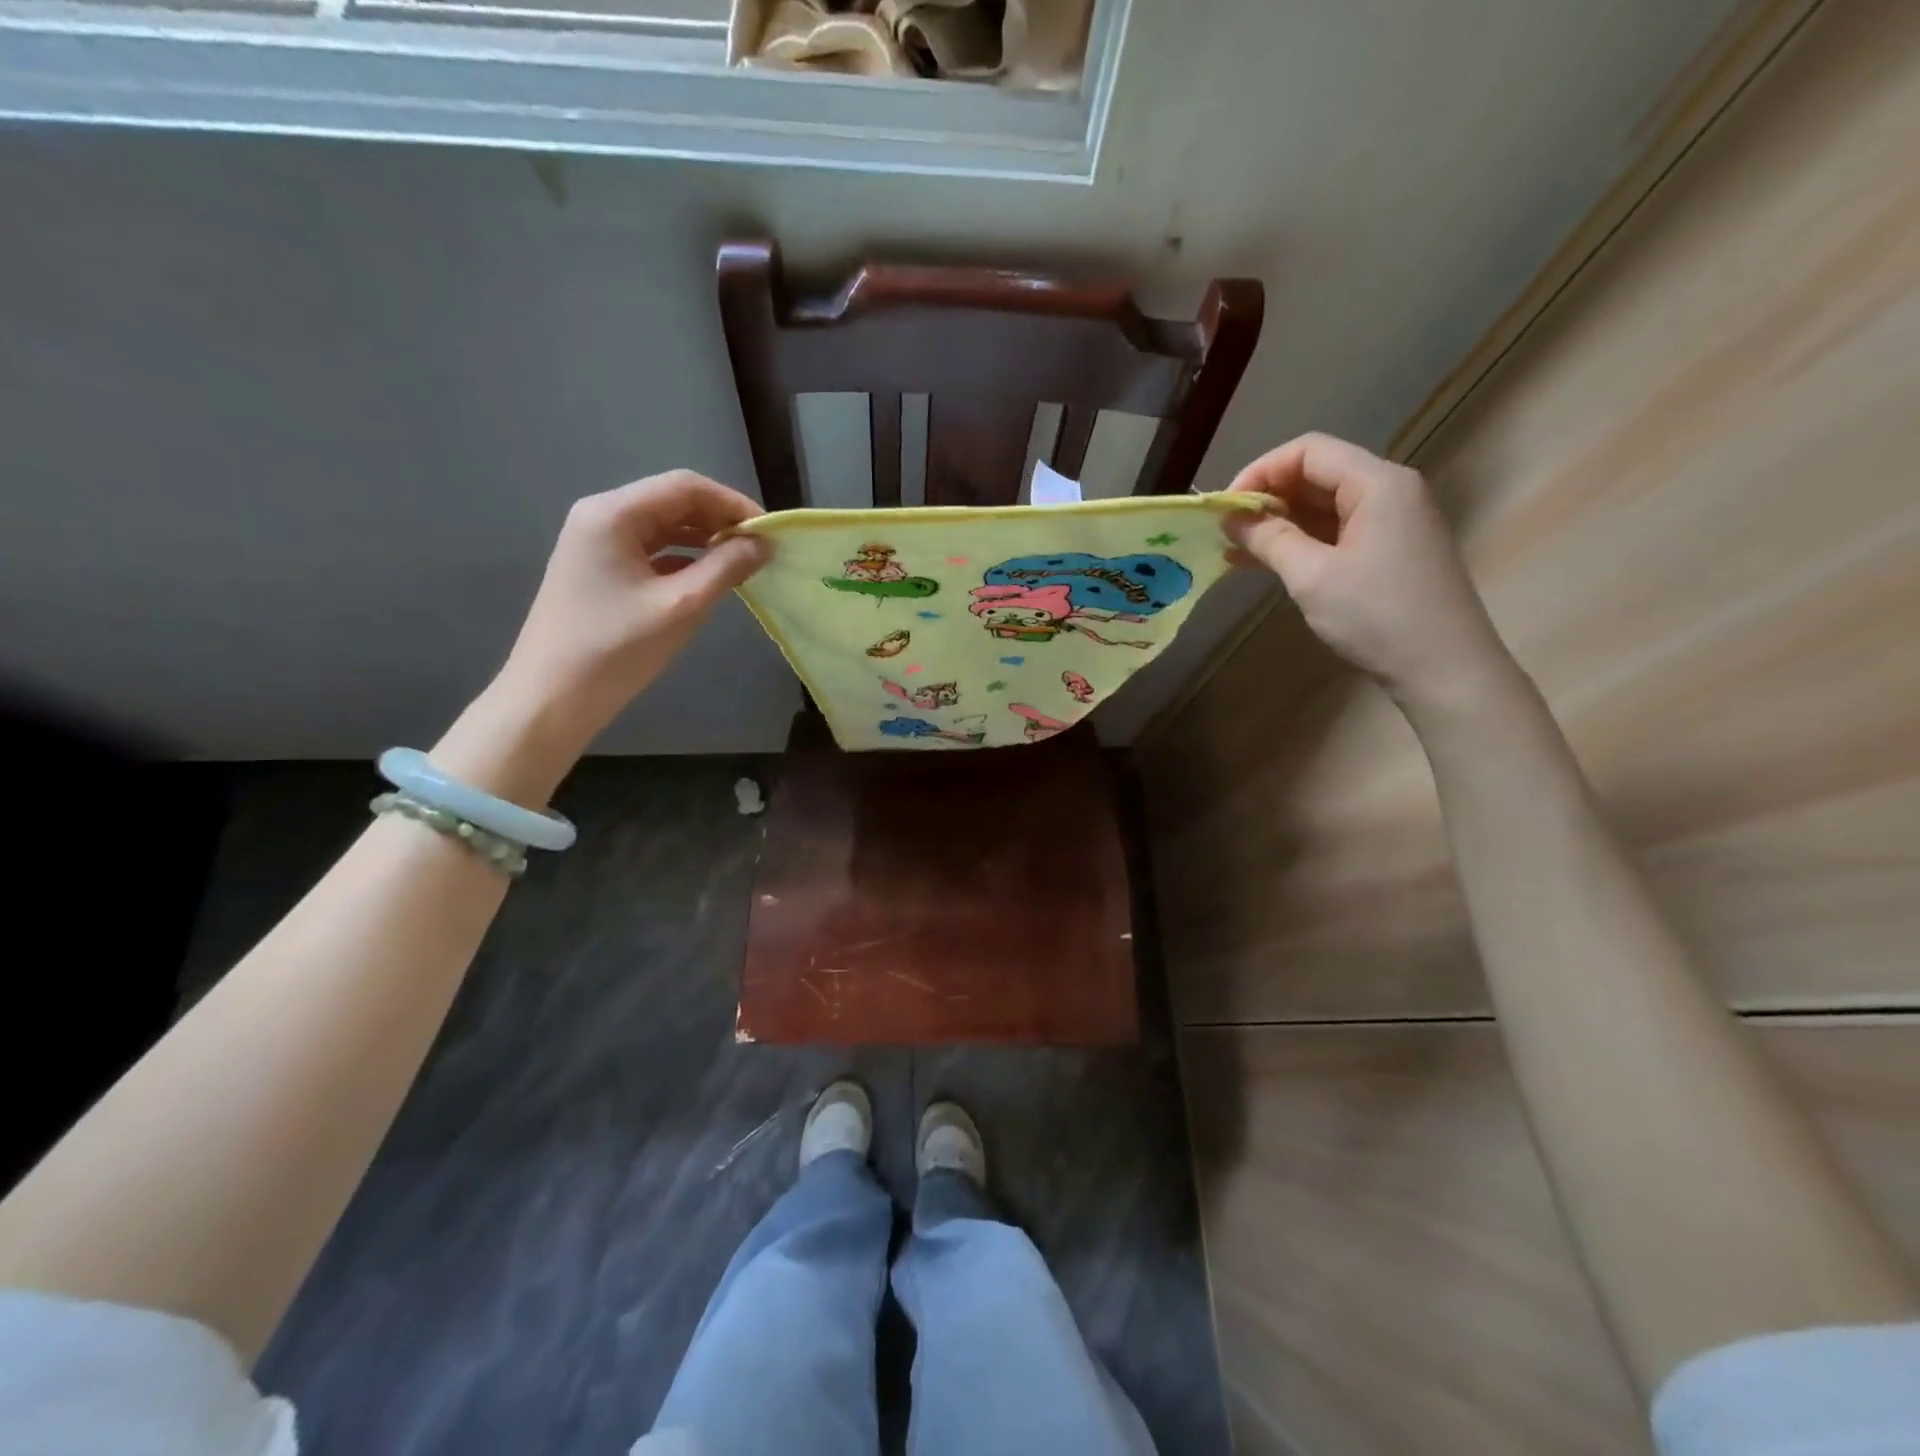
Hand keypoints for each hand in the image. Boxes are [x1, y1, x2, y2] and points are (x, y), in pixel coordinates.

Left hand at [434, 471, 769, 804]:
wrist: (551, 698)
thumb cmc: (616, 649)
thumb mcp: (681, 607)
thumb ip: (725, 568)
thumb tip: (762, 544)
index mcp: (613, 514)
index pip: (685, 487)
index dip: (732, 504)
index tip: (769, 532)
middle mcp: (600, 517)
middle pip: (672, 502)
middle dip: (719, 520)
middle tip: (759, 549)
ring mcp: (596, 544)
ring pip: (662, 527)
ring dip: (703, 539)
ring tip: (741, 563)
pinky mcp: (598, 570)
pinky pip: (650, 551)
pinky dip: (683, 558)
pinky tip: (707, 578)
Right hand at [1222, 433, 1515, 714]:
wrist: (1445, 669)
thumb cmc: (1377, 616)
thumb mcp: (1312, 576)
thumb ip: (1269, 539)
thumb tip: (1232, 519)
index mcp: (1378, 483)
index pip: (1308, 452)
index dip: (1260, 472)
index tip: (1225, 508)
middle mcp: (1390, 491)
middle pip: (1318, 474)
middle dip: (1267, 497)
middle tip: (1226, 530)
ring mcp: (1393, 522)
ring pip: (1325, 506)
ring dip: (1279, 522)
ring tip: (1235, 548)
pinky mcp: (1390, 551)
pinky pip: (1337, 532)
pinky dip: (1301, 542)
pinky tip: (1266, 562)